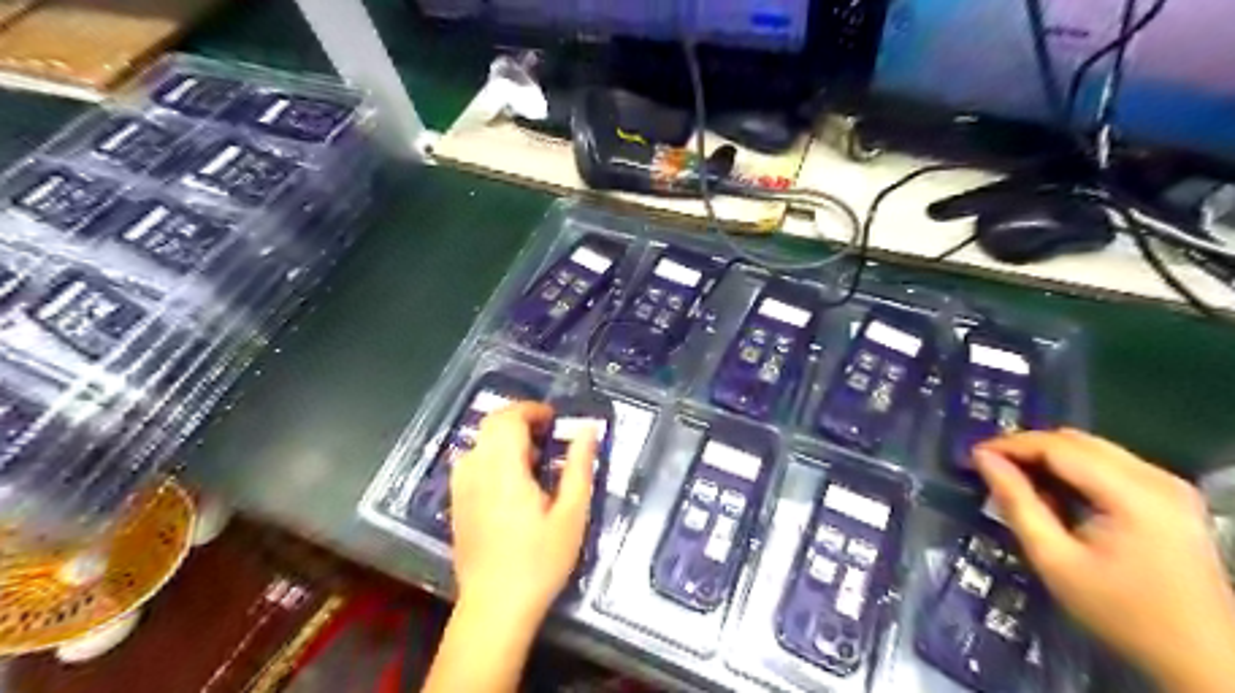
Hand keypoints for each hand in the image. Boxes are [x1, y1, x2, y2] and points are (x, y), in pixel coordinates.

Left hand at [450, 399, 597, 633]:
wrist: (494, 607)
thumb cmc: (539, 561)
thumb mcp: (572, 514)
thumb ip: (579, 466)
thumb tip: (587, 429)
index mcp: (503, 469)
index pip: (509, 418)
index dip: (533, 410)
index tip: (556, 420)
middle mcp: (476, 469)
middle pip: (491, 423)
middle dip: (520, 419)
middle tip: (549, 435)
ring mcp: (461, 486)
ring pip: (480, 440)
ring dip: (506, 437)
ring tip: (534, 458)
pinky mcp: (456, 501)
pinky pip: (472, 460)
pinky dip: (493, 454)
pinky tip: (512, 480)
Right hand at [974, 430, 1234, 688]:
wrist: (1202, 657)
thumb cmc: (1120, 612)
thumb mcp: (1054, 559)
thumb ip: (1016, 502)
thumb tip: (983, 459)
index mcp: (1133, 494)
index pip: (1058, 447)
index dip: (1010, 444)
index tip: (973, 456)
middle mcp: (1156, 478)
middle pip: (1077, 441)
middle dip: (1027, 448)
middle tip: (990, 467)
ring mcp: (1169, 485)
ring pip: (1092, 448)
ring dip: (1049, 457)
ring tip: (1015, 479)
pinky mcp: (1171, 496)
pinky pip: (1109, 463)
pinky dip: (1073, 469)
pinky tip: (1054, 492)